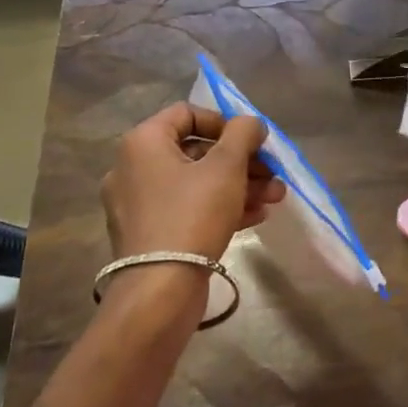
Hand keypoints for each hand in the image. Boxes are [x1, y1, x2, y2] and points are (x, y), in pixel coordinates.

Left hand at [101, 104, 280, 265]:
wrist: (160, 293)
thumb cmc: (193, 215)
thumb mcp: (227, 166)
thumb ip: (243, 134)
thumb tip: (250, 123)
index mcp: (143, 143)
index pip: (187, 113)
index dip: (224, 122)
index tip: (252, 140)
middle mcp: (133, 168)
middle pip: (196, 151)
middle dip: (241, 160)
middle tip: (272, 172)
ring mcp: (138, 204)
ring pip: (196, 183)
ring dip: (238, 185)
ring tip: (275, 197)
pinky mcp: (148, 234)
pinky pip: (187, 208)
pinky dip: (219, 206)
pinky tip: (256, 216)